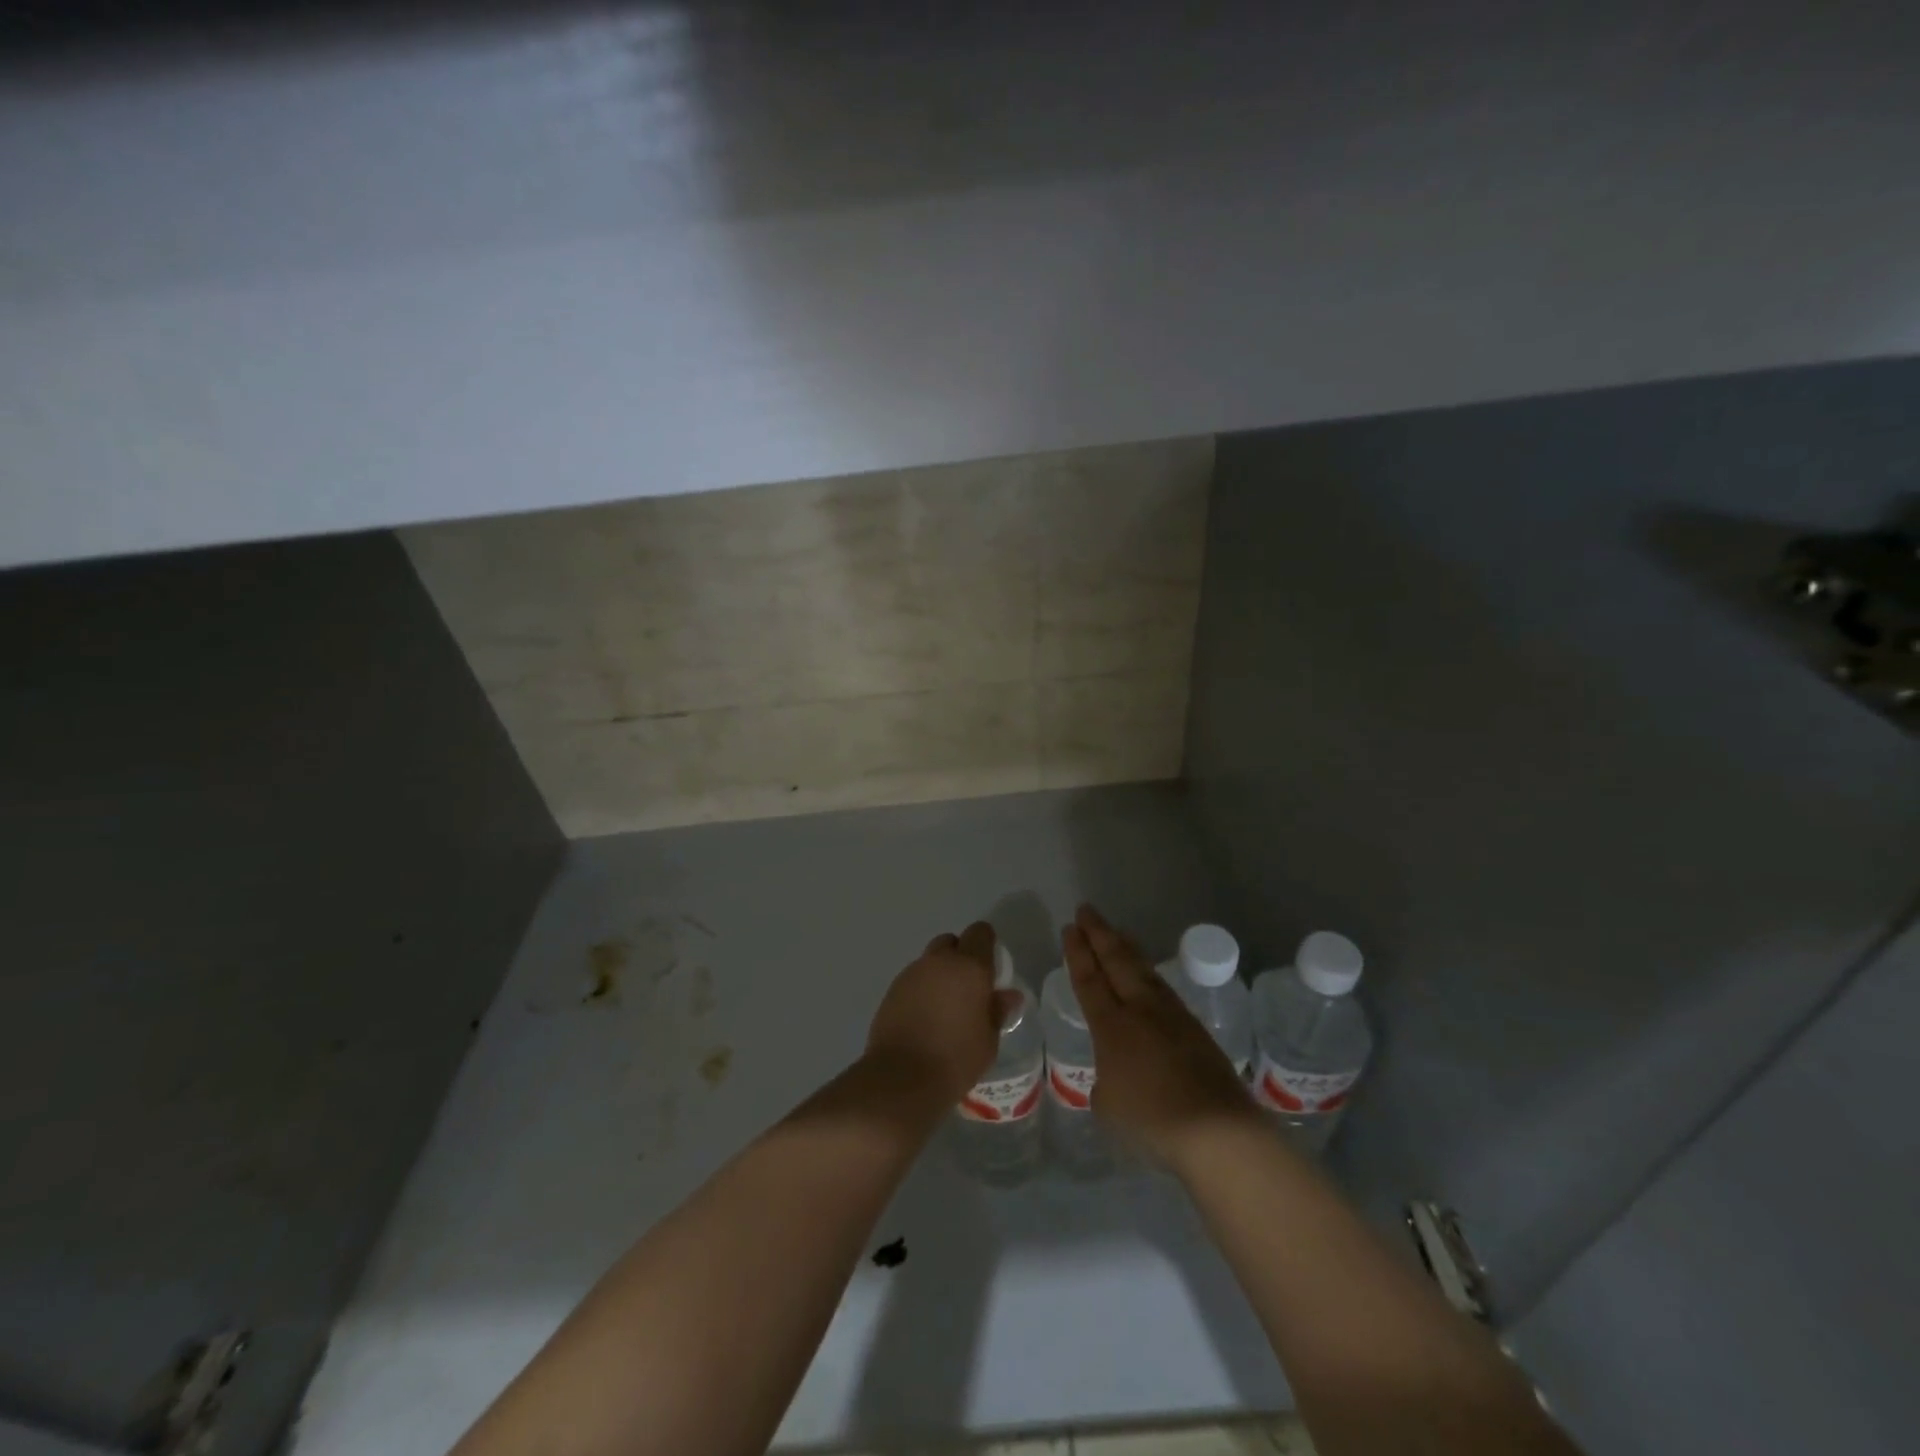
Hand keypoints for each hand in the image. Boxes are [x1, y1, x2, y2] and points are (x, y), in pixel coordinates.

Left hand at [866, 922, 1019, 1104]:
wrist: (901, 1079)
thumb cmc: (955, 1059)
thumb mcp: (988, 1040)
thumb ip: (996, 1011)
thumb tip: (1007, 995)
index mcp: (969, 966)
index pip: (980, 933)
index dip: (987, 945)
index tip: (991, 969)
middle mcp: (939, 962)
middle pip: (951, 942)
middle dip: (961, 957)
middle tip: (968, 988)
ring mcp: (911, 973)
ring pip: (930, 961)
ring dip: (939, 975)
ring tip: (945, 1008)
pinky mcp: (892, 990)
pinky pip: (913, 980)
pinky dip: (922, 990)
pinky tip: (924, 1018)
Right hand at [1064, 903, 1258, 1168]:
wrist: (1216, 1128)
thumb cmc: (1152, 1120)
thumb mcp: (1108, 1105)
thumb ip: (1105, 1081)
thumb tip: (1114, 1073)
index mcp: (1111, 1026)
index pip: (1089, 979)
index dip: (1077, 952)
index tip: (1070, 928)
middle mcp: (1140, 1010)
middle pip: (1116, 961)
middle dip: (1099, 933)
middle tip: (1086, 910)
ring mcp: (1171, 1015)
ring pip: (1143, 970)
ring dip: (1126, 947)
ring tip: (1116, 931)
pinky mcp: (1195, 1027)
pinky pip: (1163, 988)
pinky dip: (1148, 972)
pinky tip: (1148, 974)